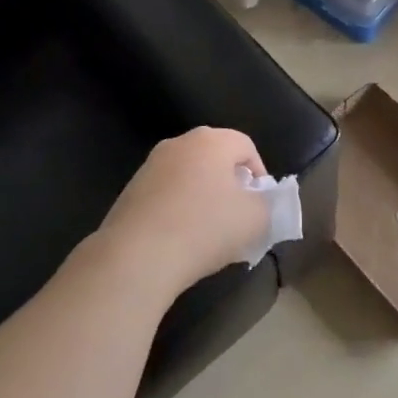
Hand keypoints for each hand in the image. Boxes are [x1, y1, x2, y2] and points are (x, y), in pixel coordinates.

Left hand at [98, 127, 271, 297]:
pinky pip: (166, 195)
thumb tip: (257, 202)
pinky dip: (178, 210)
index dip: (260, 175)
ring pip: (188, 177)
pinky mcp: (130, 191)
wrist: (138, 256)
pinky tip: (181, 239)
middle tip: (238, 216)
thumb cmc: (205, 228)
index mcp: (211, 141)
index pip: (246, 146)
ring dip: (203, 198)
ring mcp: (149, 166)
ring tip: (209, 233)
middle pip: (215, 158)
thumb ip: (267, 204)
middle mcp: (178, 144)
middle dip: (230, 185)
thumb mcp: (256, 219)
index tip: (261, 205)